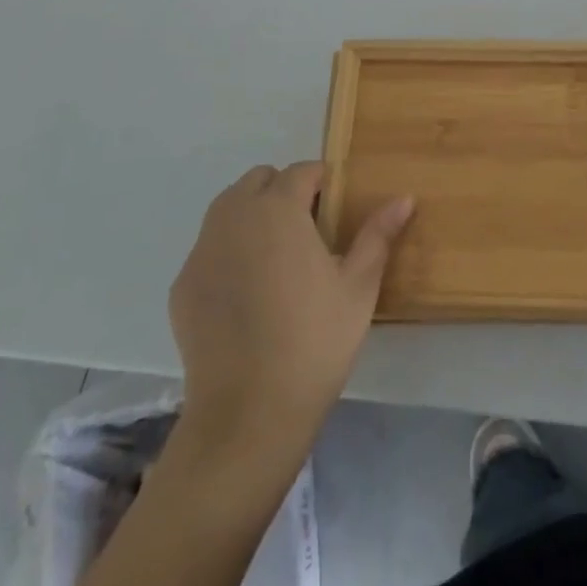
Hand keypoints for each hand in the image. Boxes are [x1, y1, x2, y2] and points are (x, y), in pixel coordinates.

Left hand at [168, 163, 413, 461]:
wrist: (248, 413)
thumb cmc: (315, 341)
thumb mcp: (359, 286)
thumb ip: (378, 234)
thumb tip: (404, 198)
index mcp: (278, 210)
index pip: (301, 171)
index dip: (323, 181)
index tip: (337, 206)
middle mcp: (233, 218)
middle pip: (258, 181)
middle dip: (283, 191)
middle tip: (309, 229)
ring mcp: (201, 251)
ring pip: (227, 209)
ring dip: (253, 214)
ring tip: (278, 256)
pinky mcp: (182, 285)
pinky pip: (209, 248)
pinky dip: (229, 252)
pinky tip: (248, 292)